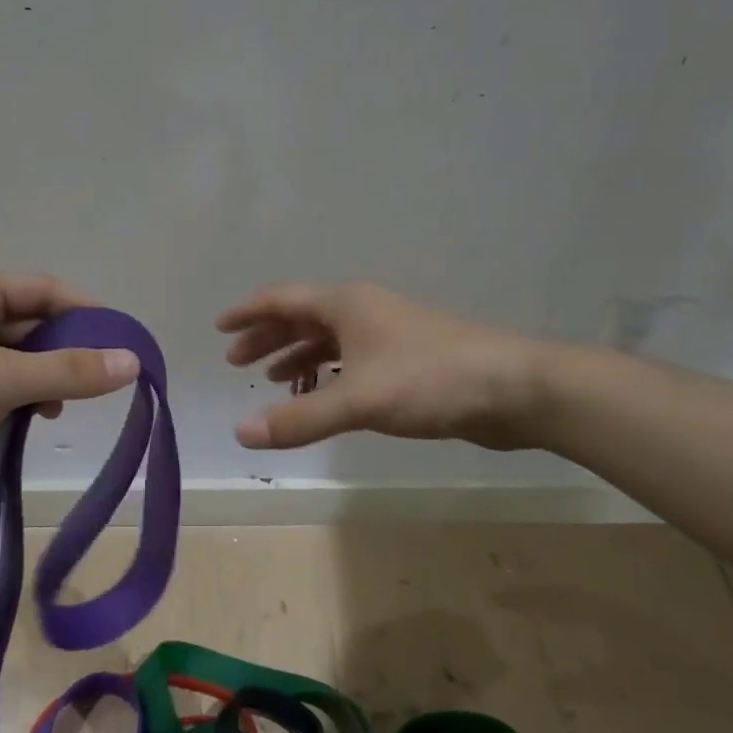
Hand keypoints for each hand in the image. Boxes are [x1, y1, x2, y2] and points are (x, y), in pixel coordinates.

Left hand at [0, 271, 139, 508]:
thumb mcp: (4, 381)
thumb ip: (70, 370)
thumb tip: (133, 362)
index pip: (42, 288)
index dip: (85, 312)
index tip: (121, 340)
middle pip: (29, 321)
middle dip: (63, 351)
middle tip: (95, 381)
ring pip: (14, 353)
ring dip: (42, 377)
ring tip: (57, 409)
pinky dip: (18, 392)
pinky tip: (30, 417)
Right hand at [218, 282, 556, 450]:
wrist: (513, 388)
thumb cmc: (429, 379)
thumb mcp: (358, 399)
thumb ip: (299, 418)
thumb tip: (240, 433)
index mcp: (346, 304)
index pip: (283, 300)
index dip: (249, 313)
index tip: (220, 327)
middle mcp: (363, 311)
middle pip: (303, 318)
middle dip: (268, 338)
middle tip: (237, 361)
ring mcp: (388, 335)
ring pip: (329, 341)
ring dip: (297, 357)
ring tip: (272, 379)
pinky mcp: (407, 361)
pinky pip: (351, 361)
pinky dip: (327, 375)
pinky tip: (322, 395)